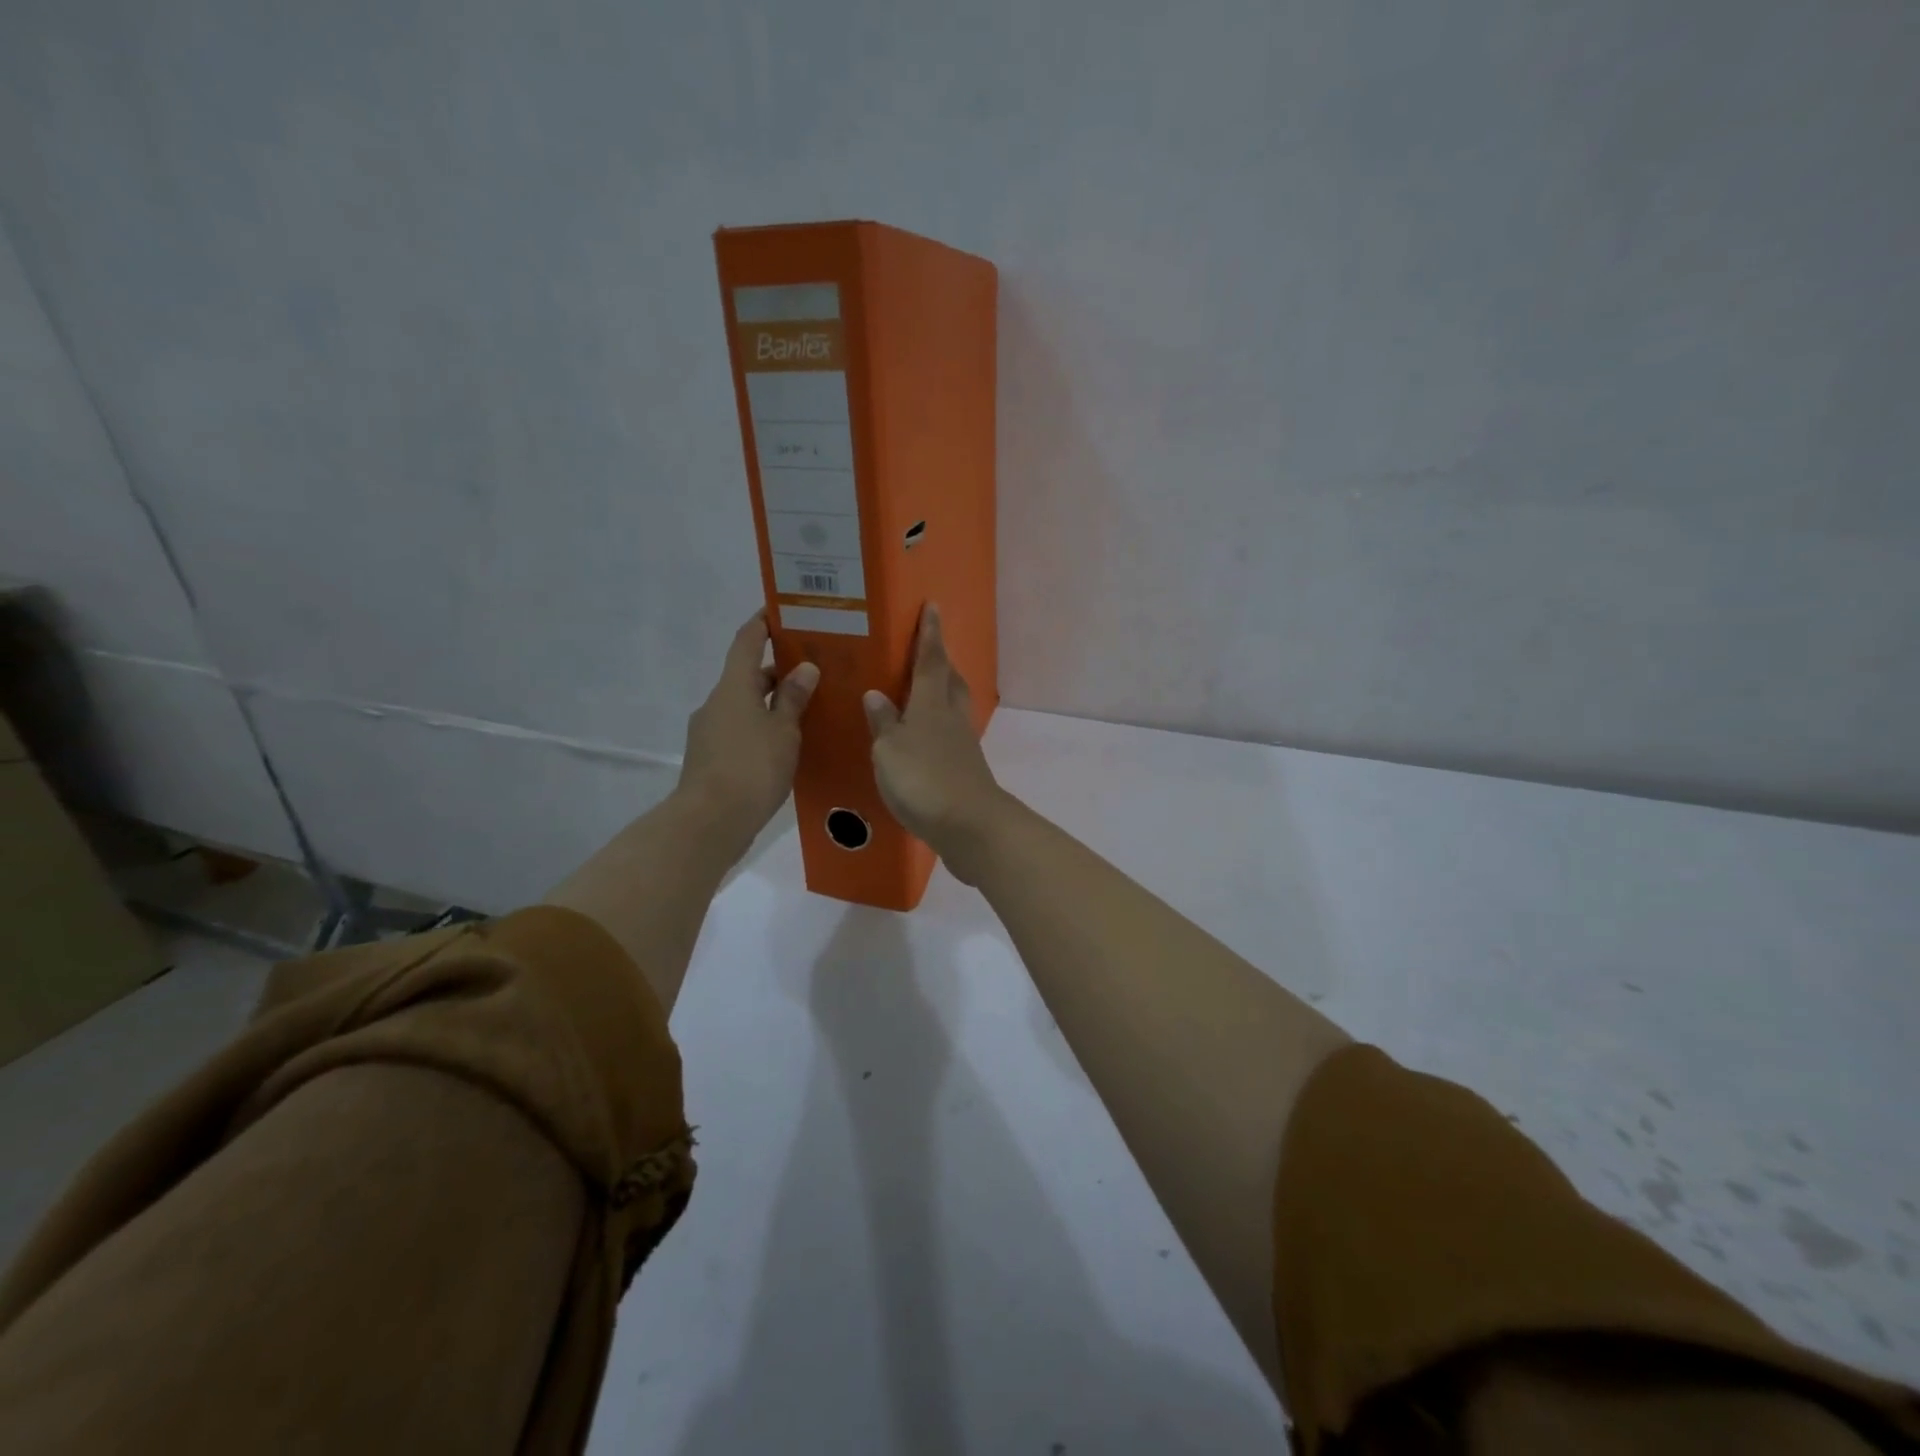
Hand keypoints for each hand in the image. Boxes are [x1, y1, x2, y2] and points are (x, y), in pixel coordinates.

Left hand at [678, 611, 819, 846]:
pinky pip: (739, 730)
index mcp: (733, 687)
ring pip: (744, 705)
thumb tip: (804, 668)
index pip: (746, 641)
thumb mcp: (783, 730)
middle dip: (776, 670)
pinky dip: (761, 727)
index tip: (780, 610)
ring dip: (770, 702)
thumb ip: (793, 698)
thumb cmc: (752, 767)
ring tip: (806, 709)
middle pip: (747, 675)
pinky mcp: (710, 757)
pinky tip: (785, 744)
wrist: (710, 821)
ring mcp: (709, 731)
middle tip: (812, 668)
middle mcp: (717, 702)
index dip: (762, 623)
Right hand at [863, 603, 1006, 877]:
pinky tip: (922, 738)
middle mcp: (950, 717)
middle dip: (940, 660)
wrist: (969, 826)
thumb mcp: (889, 750)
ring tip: (921, 690)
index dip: (930, 634)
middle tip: (927, 648)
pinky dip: (937, 727)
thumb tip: (876, 694)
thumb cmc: (923, 780)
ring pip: (952, 706)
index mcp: (931, 704)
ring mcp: (962, 744)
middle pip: (949, 680)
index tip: (933, 607)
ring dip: (941, 692)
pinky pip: (949, 735)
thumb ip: (883, 723)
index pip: (930, 660)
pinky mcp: (965, 769)